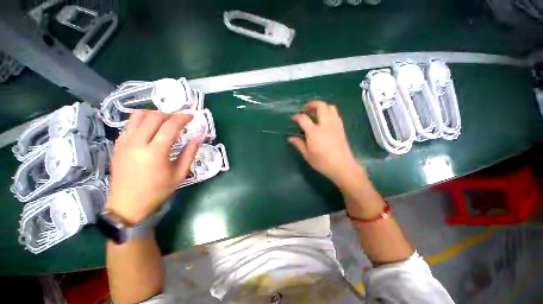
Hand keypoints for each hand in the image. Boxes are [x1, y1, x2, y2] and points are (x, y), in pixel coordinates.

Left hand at [106, 111, 198, 224]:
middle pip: (154, 117)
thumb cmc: (157, 191)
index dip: (183, 118)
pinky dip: (143, 120)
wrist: (127, 205)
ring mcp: (124, 142)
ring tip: (166, 120)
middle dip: (170, 114)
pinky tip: (152, 128)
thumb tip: (198, 137)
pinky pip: (130, 124)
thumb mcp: (179, 174)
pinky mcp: (118, 145)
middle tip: (181, 118)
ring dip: (155, 114)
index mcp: (155, 153)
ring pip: (138, 116)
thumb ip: (190, 153)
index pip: (170, 126)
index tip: (192, 115)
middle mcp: (137, 143)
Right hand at [288, 101, 365, 185]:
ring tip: (316, 112)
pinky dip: (329, 112)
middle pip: (320, 106)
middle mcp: (325, 125)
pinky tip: (325, 119)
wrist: (342, 166)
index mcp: (314, 132)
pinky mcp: (341, 128)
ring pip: (330, 107)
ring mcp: (335, 125)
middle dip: (311, 104)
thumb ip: (298, 144)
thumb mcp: (307, 155)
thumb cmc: (322, 162)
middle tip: (305, 108)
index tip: (292, 118)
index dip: (296, 116)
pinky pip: (336, 114)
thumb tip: (290, 138)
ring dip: (322, 106)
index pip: (303, 118)